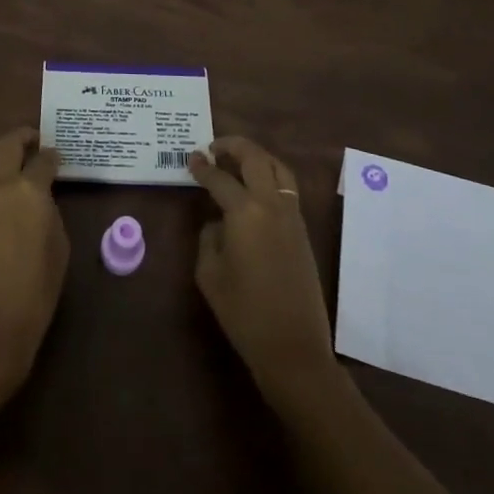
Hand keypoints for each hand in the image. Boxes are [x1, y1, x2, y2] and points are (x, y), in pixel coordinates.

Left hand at [0, 128, 68, 394]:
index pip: (43, 159)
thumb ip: (50, 210)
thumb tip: (42, 196)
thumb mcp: (59, 247)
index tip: (58, 158)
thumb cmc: (35, 293)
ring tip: (13, 160)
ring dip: (0, 152)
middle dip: (22, 138)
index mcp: (28, 191)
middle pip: (7, 144)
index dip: (53, 156)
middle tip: (34, 142)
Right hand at [189, 135, 336, 406]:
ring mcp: (292, 215)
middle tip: (214, 147)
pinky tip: (254, 188)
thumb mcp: (210, 274)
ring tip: (237, 160)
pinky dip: (270, 175)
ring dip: (257, 156)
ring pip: (278, 168)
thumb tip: (218, 222)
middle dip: (233, 146)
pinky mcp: (302, 230)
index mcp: (245, 212)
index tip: (191, 158)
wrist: (293, 348)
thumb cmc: (244, 313)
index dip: (202, 166)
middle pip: (255, 158)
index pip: (220, 178)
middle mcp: (271, 204)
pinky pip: (287, 188)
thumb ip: (209, 238)